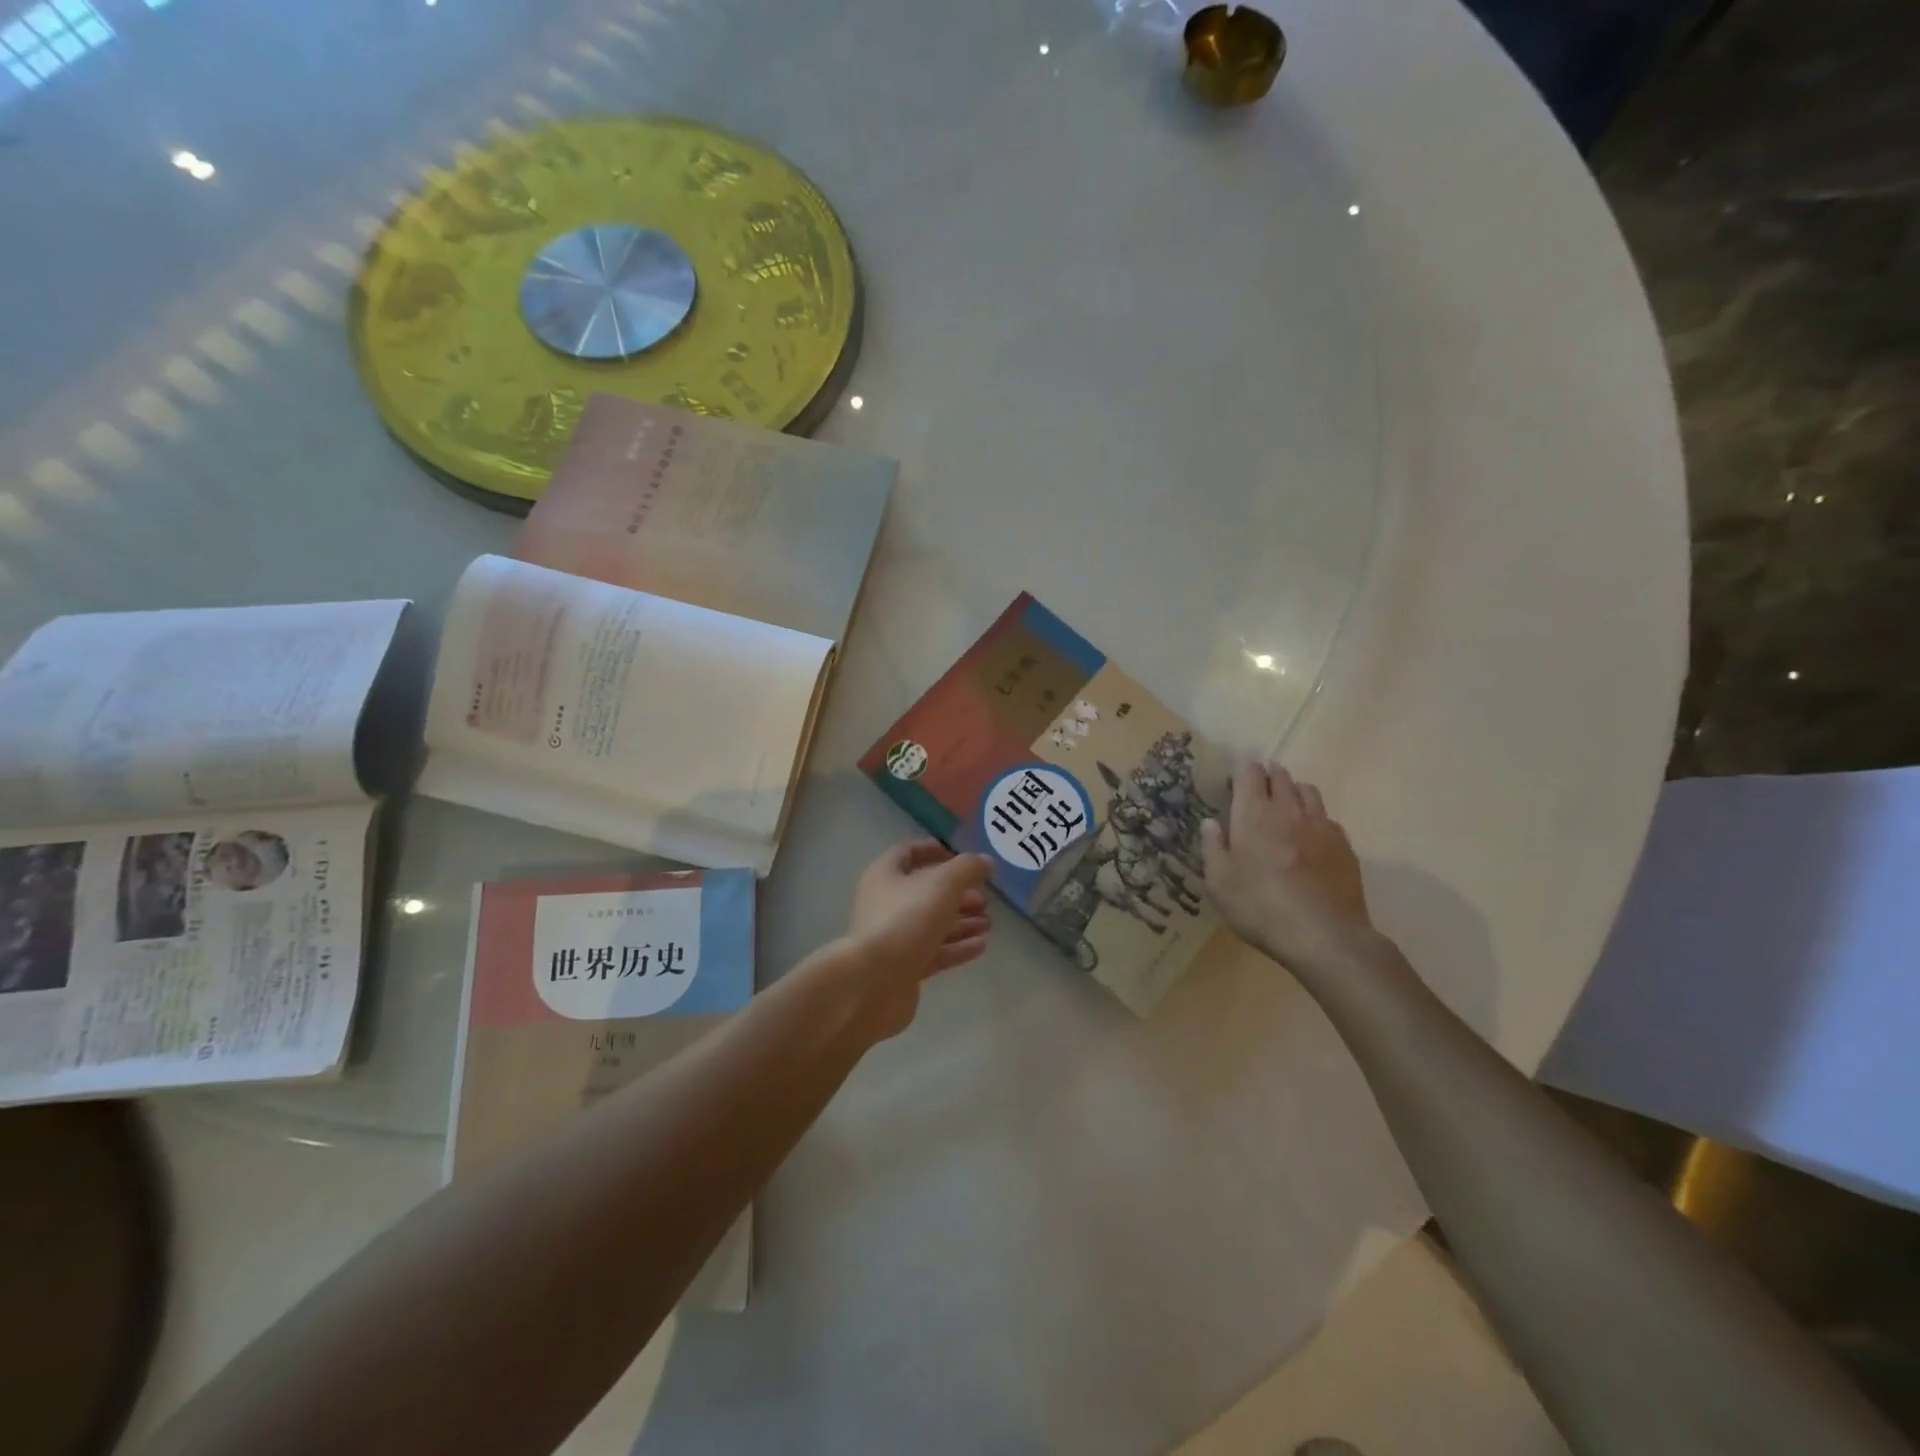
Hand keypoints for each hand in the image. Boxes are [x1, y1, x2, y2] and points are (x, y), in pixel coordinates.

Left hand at [839, 841, 993, 1038]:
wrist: (873, 983)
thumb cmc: (906, 920)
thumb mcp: (943, 884)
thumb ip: (967, 868)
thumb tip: (985, 861)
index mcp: (885, 875)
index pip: (908, 853)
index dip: (934, 851)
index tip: (961, 857)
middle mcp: (885, 903)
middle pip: (925, 892)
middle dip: (957, 894)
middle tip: (984, 899)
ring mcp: (893, 938)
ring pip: (931, 923)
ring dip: (961, 922)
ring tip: (988, 923)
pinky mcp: (902, 968)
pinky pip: (933, 952)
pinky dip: (956, 947)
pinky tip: (980, 946)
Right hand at [1201, 761, 1374, 974]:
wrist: (1323, 935)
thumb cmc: (1260, 907)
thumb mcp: (1219, 883)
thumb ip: (1213, 847)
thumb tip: (1211, 822)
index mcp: (1253, 814)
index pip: (1250, 774)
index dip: (1243, 770)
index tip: (1237, 777)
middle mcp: (1288, 810)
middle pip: (1281, 777)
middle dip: (1269, 775)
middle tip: (1259, 786)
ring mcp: (1320, 825)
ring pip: (1308, 791)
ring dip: (1294, 790)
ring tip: (1286, 804)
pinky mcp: (1344, 845)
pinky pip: (1327, 818)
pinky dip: (1315, 818)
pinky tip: (1310, 837)